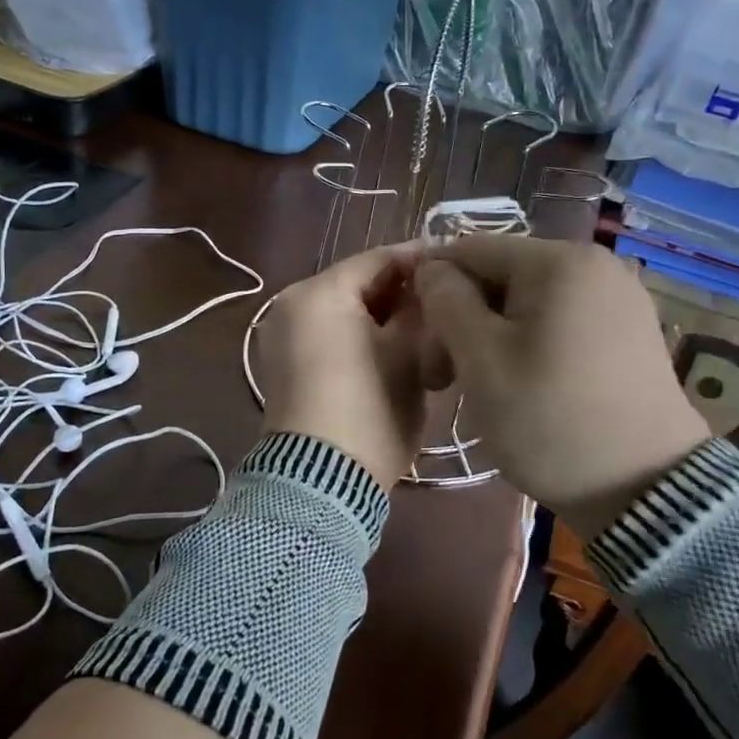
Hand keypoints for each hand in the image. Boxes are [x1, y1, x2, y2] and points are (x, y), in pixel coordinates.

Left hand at [257, 246, 449, 490]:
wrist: (321, 480)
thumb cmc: (371, 408)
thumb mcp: (408, 353)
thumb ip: (420, 306)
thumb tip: (428, 283)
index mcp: (318, 291)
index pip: (378, 259)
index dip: (420, 259)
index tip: (456, 265)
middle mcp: (290, 303)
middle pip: (357, 284)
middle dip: (401, 292)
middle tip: (445, 303)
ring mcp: (282, 335)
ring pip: (343, 311)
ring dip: (382, 317)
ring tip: (425, 331)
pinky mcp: (283, 366)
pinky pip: (327, 335)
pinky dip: (358, 337)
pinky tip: (392, 352)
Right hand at [414, 236, 708, 528]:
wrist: (645, 490)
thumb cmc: (549, 419)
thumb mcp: (480, 359)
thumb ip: (445, 300)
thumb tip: (430, 268)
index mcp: (559, 260)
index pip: (469, 250)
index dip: (431, 287)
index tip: (417, 340)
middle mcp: (595, 264)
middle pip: (500, 275)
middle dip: (463, 317)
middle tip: (442, 377)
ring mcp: (618, 297)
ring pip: (527, 300)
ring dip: (491, 334)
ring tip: (479, 384)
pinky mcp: (628, 331)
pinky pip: (559, 320)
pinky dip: (528, 342)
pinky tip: (521, 382)